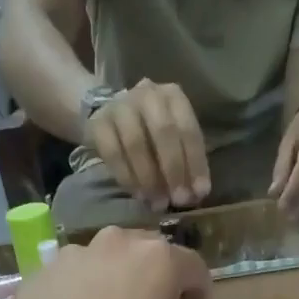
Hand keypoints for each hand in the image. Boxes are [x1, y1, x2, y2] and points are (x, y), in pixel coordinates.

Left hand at [1, 227, 211, 298]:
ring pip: (110, 261)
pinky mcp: (43, 270)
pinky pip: (76, 276)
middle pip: (150, 255)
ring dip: (119, 282)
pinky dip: (85, 292)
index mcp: (159, 260)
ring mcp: (75, 252)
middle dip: (159, 281)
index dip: (200, 292)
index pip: (194, 267)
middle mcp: (118, 242)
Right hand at [85, 80, 211, 212]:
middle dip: (173, 170)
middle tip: (178, 200)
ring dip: (149, 179)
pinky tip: (139, 196)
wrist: (108, 115)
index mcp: (173, 96)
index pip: (188, 129)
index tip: (199, 193)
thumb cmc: (150, 133)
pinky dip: (128, 178)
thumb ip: (185, 162)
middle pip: (163, 132)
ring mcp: (120, 107)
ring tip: (157, 203)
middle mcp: (147, 95)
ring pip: (136, 143)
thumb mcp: (173, 140)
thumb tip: (196, 194)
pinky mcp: (98, 123)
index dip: (195, 163)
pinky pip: (113, 154)